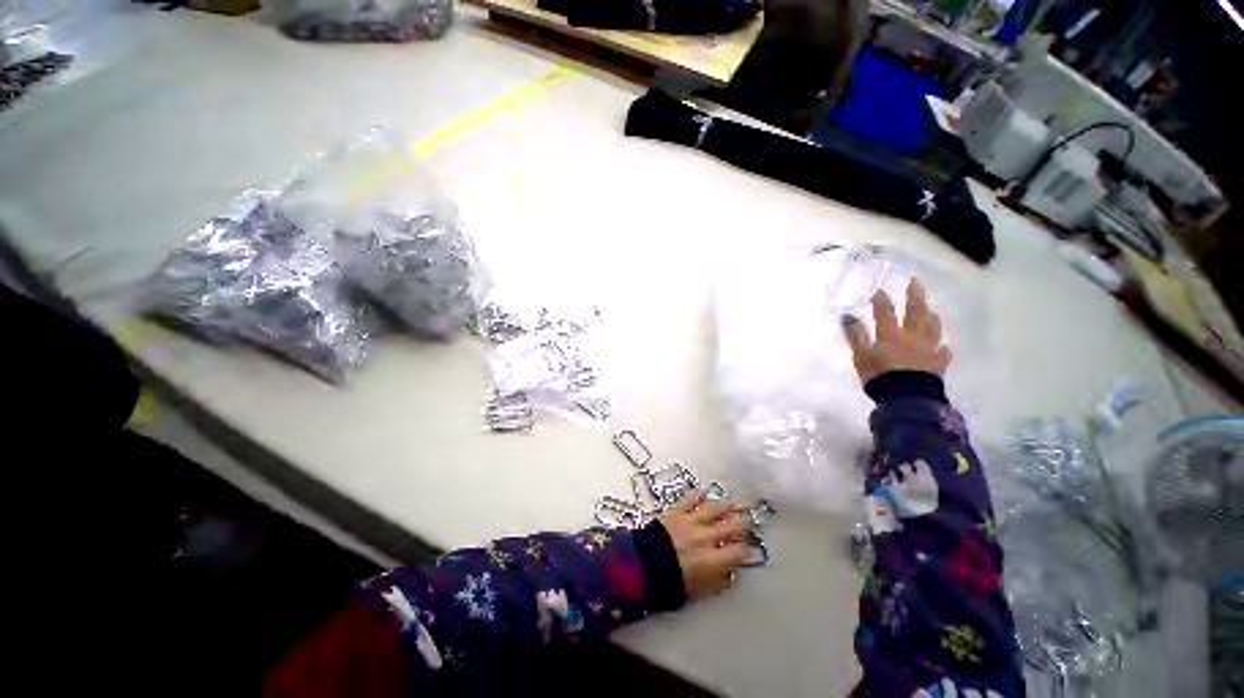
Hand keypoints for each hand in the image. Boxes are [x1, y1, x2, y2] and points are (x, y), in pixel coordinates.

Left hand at [658, 491, 750, 599]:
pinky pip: (690, 500)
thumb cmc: (671, 582)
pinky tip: (705, 491)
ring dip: (727, 506)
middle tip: (751, 520)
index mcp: (713, 559)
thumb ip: (718, 582)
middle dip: (744, 523)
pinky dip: (698, 495)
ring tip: (736, 503)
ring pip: (714, 510)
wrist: (643, 564)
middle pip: (732, 526)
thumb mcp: (699, 591)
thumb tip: (731, 573)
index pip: (739, 551)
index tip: (750, 548)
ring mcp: (692, 521)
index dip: (747, 549)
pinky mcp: (677, 511)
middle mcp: (707, 537)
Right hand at [842, 279, 950, 382]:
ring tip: (930, 309)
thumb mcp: (860, 356)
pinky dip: (942, 345)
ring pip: (932, 327)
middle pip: (915, 312)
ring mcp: (928, 349)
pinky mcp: (939, 363)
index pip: (885, 312)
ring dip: (930, 315)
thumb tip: (848, 316)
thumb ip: (855, 335)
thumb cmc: (879, 376)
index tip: (879, 289)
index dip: (881, 300)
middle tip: (915, 282)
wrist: (907, 398)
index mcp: (890, 335)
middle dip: (914, 296)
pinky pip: (943, 351)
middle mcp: (912, 337)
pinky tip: (943, 345)